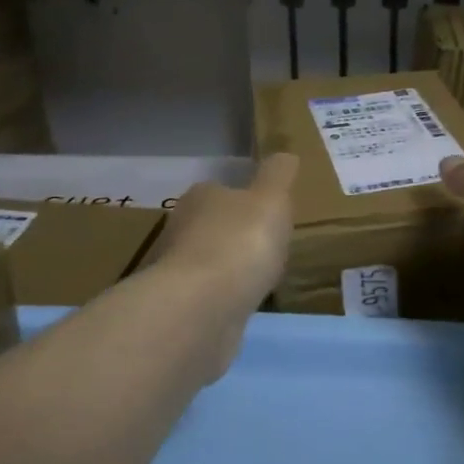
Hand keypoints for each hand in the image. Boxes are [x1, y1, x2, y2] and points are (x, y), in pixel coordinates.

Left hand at [146, 154, 298, 325]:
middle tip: (269, 246)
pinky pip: (210, 297)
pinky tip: (244, 306)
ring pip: (210, 263)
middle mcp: (182, 229)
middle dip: (237, 235)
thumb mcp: (271, 199)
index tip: (269, 213)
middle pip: (213, 226)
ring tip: (261, 279)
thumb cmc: (240, 243)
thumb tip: (285, 154)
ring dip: (230, 269)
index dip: (246, 200)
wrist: (202, 309)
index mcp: (201, 197)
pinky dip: (225, 299)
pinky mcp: (182, 308)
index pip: (222, 191)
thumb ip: (279, 175)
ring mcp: (178, 272)